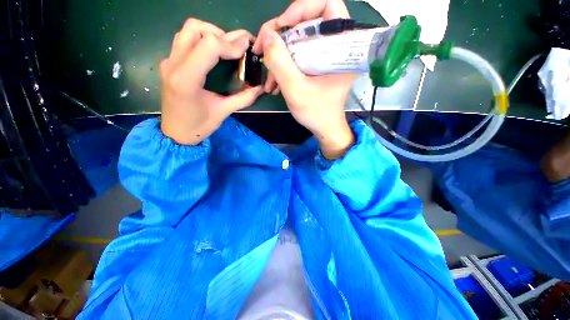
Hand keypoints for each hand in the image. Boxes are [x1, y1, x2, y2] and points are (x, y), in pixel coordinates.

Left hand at [160, 19, 262, 144]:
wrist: (175, 133)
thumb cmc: (199, 126)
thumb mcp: (223, 112)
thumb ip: (243, 98)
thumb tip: (260, 88)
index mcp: (187, 79)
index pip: (209, 45)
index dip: (231, 44)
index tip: (246, 51)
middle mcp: (173, 64)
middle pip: (196, 28)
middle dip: (222, 34)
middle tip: (237, 48)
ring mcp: (168, 61)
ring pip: (188, 30)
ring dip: (210, 33)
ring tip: (225, 48)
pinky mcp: (169, 63)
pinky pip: (184, 39)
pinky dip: (201, 39)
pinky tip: (213, 54)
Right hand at [253, 0, 355, 158]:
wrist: (324, 127)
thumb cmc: (316, 113)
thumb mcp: (296, 90)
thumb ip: (280, 63)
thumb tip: (267, 36)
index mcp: (341, 47)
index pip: (327, 5)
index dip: (302, 8)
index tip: (282, 26)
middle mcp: (335, 46)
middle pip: (307, 22)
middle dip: (282, 35)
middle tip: (264, 50)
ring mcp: (325, 56)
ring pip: (299, 40)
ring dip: (279, 54)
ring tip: (268, 77)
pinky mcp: (317, 64)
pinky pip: (298, 54)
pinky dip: (284, 64)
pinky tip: (275, 81)